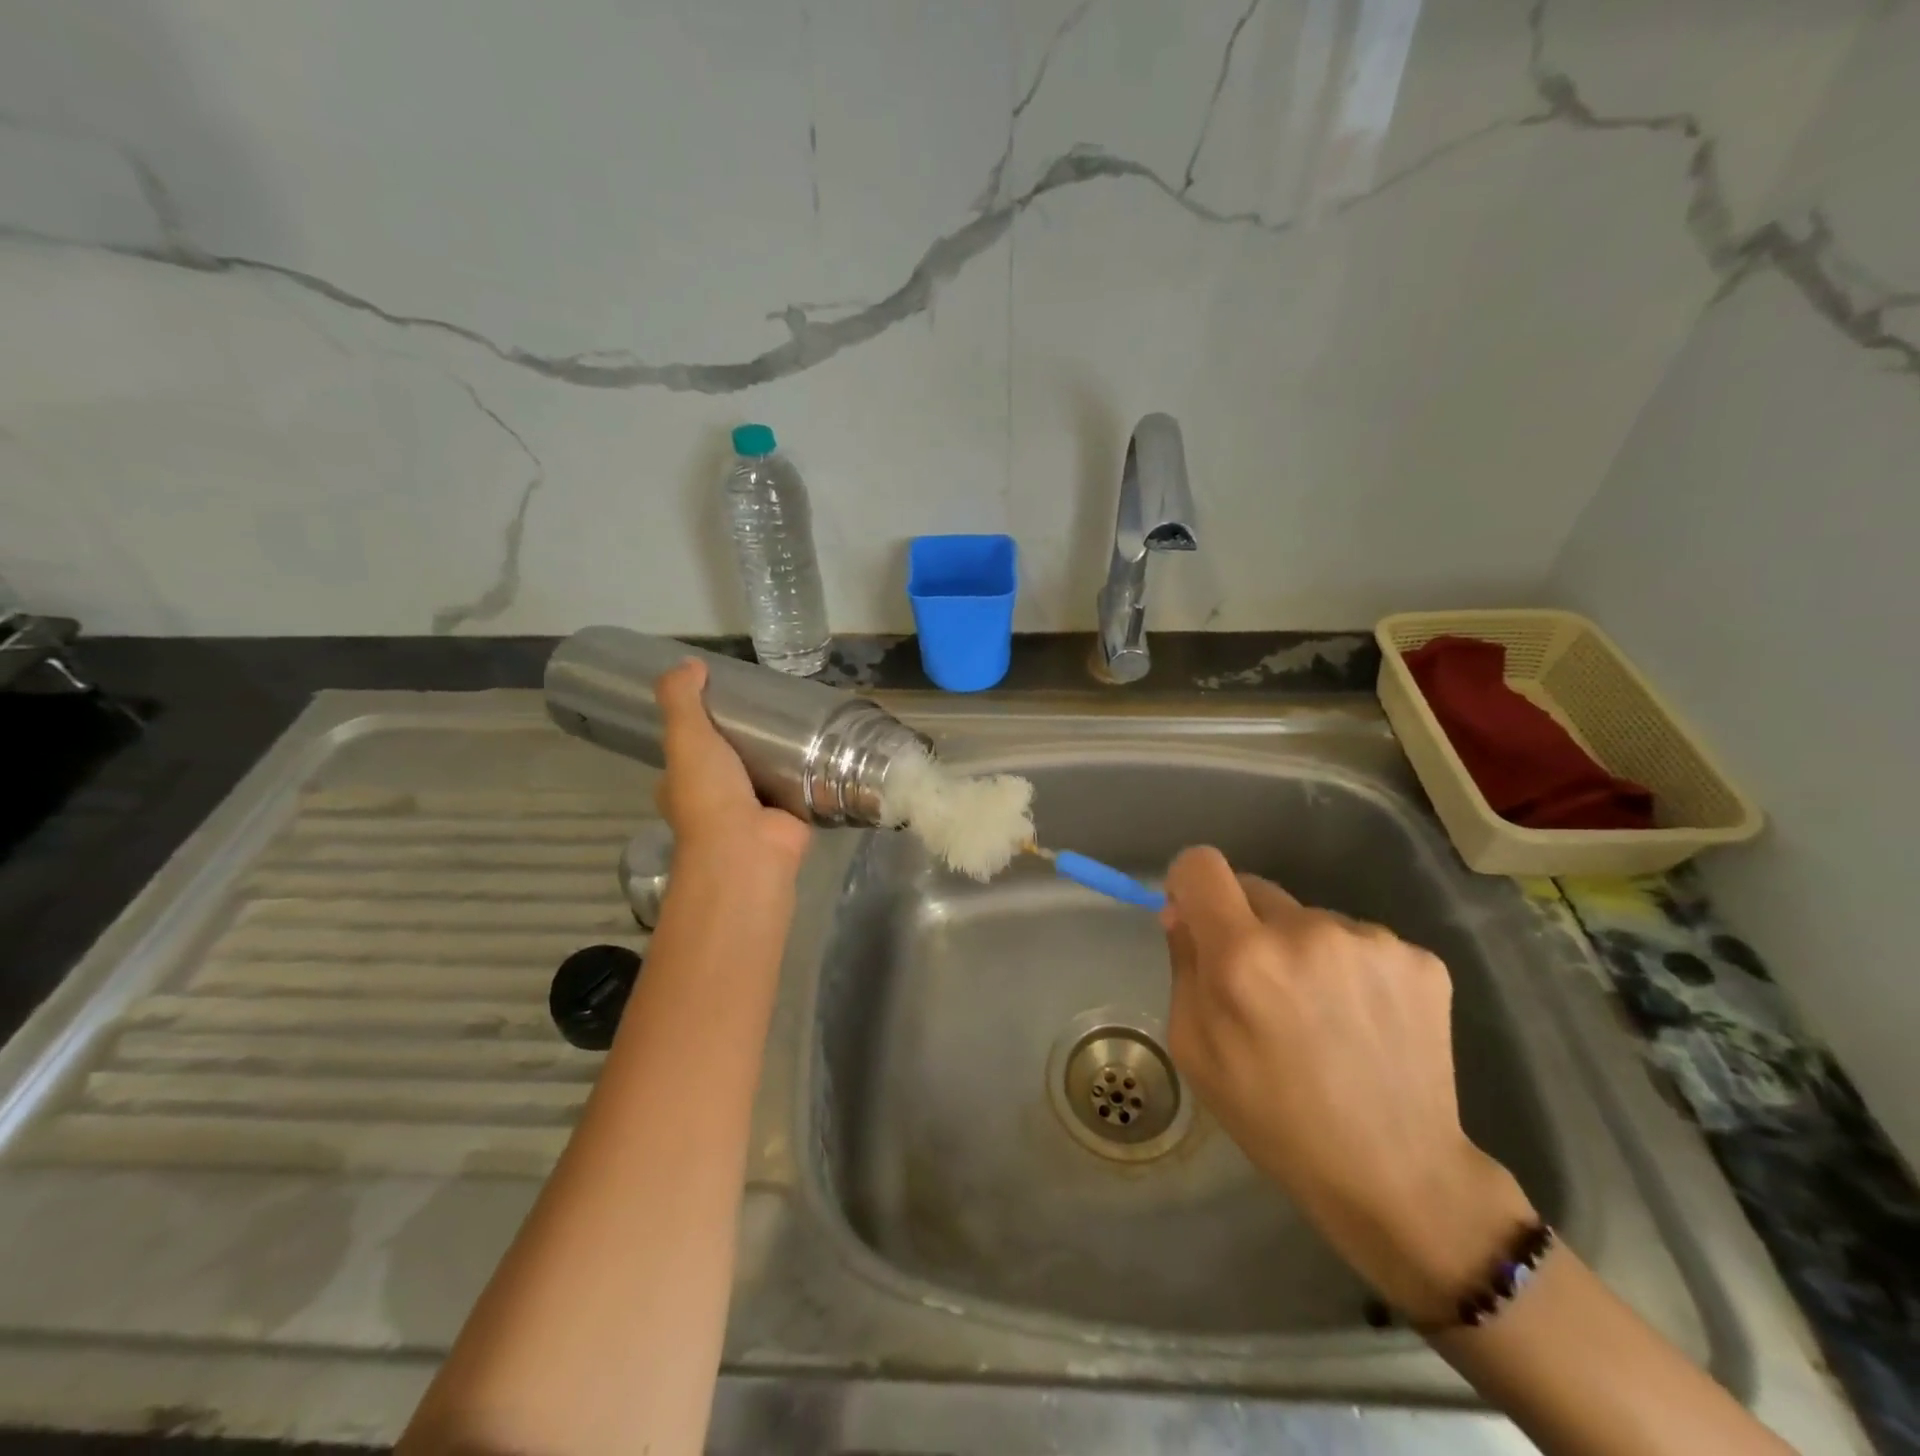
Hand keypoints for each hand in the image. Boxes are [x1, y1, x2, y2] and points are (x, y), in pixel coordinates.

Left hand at [655, 660, 810, 871]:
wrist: (749, 847)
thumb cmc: (709, 793)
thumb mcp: (686, 736)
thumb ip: (681, 699)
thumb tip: (689, 663)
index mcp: (682, 786)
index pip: (688, 752)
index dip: (700, 726)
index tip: (724, 700)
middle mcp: (715, 802)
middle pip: (731, 762)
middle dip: (747, 741)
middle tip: (771, 708)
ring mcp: (753, 813)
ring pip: (765, 775)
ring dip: (780, 757)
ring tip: (801, 721)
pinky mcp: (788, 817)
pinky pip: (798, 788)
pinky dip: (808, 772)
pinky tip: (825, 748)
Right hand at [1161, 846, 1535, 1324]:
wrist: (1399, 1175)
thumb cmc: (1274, 1119)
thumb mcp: (1195, 1049)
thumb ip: (1183, 965)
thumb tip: (1182, 911)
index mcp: (1242, 956)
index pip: (1201, 865)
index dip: (1189, 883)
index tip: (1195, 915)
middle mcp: (1306, 931)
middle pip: (1254, 888)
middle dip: (1246, 925)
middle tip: (1262, 986)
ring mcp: (1371, 941)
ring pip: (1309, 918)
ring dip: (1302, 949)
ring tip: (1322, 1014)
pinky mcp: (1420, 959)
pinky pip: (1359, 941)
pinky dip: (1351, 968)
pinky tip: (1363, 1020)